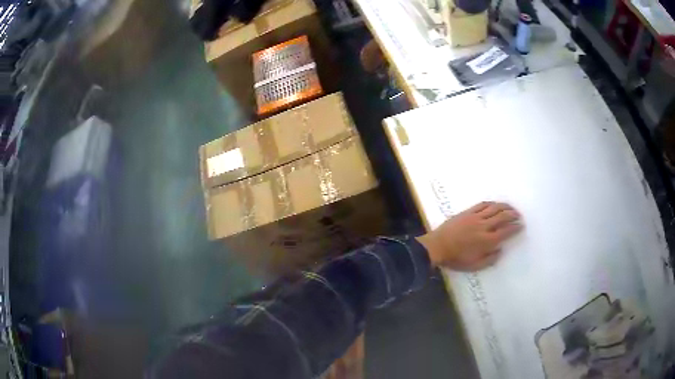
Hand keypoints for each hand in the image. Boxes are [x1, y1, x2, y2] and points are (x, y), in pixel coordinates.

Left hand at [416, 202, 522, 270]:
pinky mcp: (467, 212)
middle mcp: (484, 227)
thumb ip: (489, 260)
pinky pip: (482, 205)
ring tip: (511, 207)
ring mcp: (476, 217)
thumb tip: (500, 251)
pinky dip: (492, 203)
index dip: (515, 228)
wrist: (437, 246)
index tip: (521, 226)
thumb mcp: (474, 266)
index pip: (506, 232)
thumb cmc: (456, 259)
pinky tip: (495, 204)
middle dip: (513, 215)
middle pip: (503, 217)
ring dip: (505, 207)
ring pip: (494, 208)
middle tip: (519, 215)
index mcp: (487, 241)